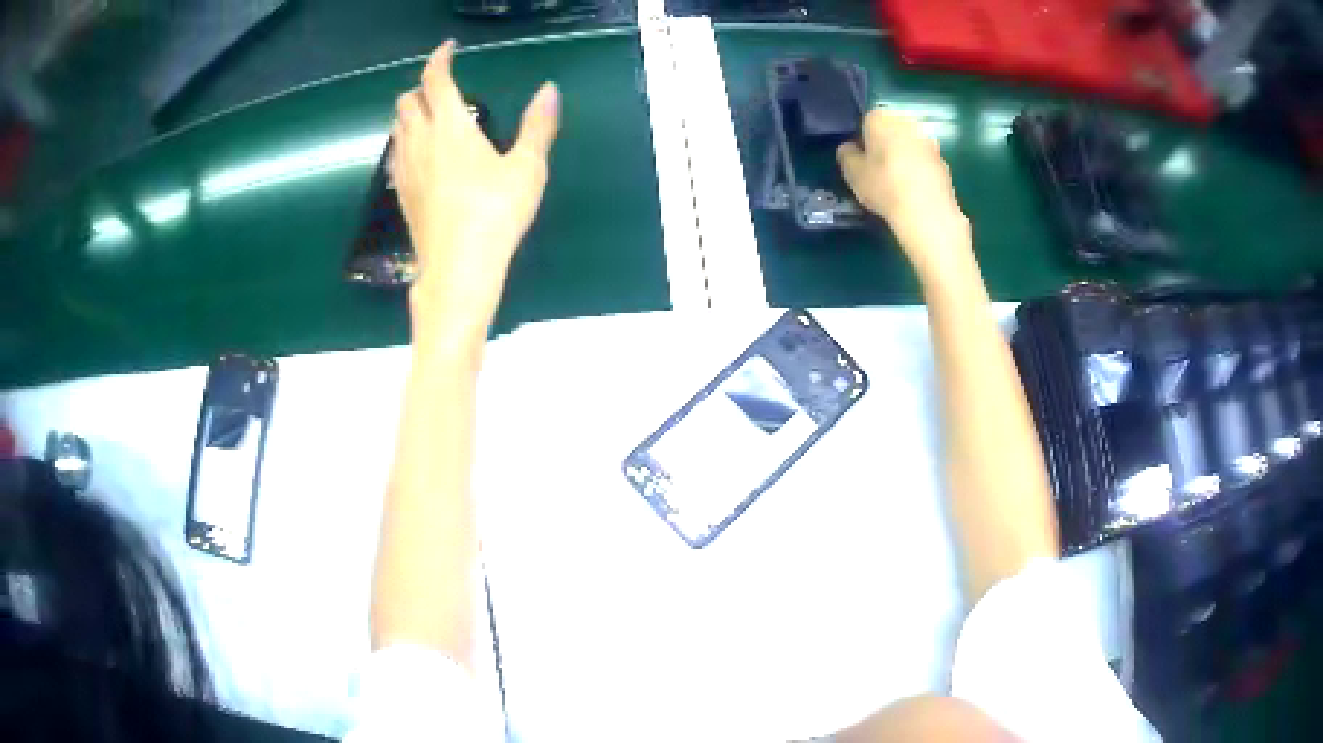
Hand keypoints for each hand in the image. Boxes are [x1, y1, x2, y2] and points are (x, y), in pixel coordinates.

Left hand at [390, 40, 559, 342]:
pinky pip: (396, 154)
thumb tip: (549, 90)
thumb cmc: (495, 214)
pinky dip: (405, 140)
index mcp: (449, 128)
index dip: (439, 59)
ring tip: (431, 116)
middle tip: (442, 86)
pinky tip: (420, 154)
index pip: (434, 80)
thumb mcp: (527, 169)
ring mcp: (406, 170)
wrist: (457, 269)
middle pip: (405, 102)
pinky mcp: (402, 195)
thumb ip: (538, 126)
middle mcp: (420, 142)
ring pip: (396, 127)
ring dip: (409, 113)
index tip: (449, 48)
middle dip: (420, 87)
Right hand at [837, 111, 970, 274]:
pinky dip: (919, 171)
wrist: (927, 212)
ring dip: (903, 158)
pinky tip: (914, 192)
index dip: (862, 140)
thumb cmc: (883, 185)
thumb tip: (849, 149)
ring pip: (909, 146)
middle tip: (877, 171)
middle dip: (884, 146)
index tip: (861, 160)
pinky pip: (924, 162)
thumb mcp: (852, 173)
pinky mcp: (944, 161)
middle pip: (890, 131)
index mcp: (880, 118)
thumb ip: (847, 155)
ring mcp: (929, 141)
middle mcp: (906, 121)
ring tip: (897, 184)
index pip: (866, 121)